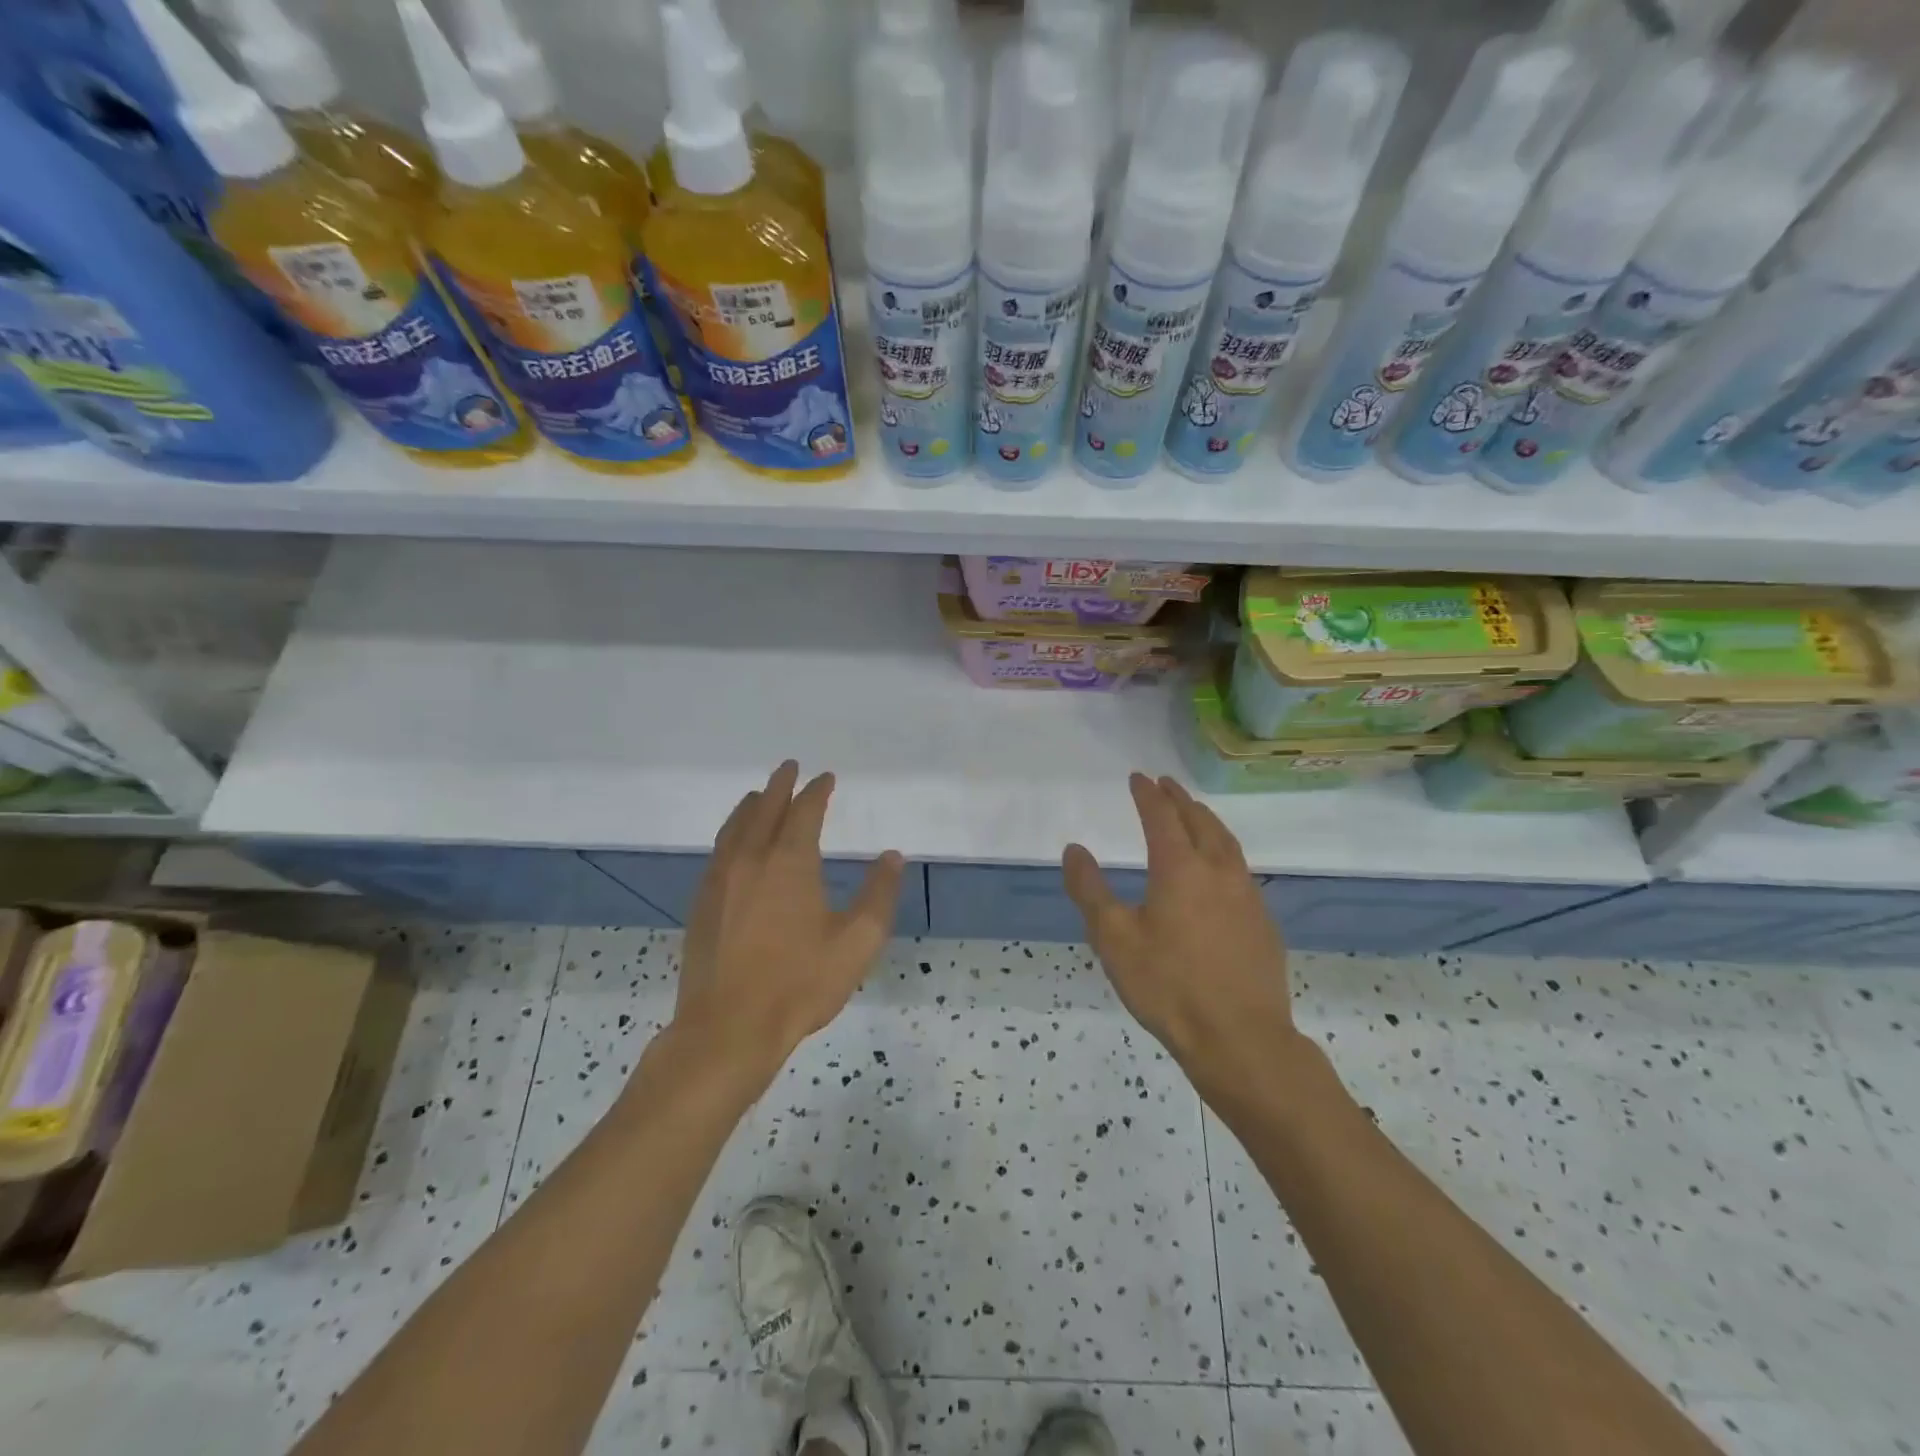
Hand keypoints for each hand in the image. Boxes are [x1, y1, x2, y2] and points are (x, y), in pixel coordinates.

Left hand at [668, 761, 903, 1090]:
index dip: (817, 791)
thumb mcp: (857, 942)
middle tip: (789, 768)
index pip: (804, 811)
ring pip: (734, 828)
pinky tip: (734, 845)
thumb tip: (892, 857)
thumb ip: (879, 895)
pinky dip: (731, 833)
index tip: (826, 778)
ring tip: (758, 795)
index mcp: (790, 862)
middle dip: (780, 785)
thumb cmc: (800, 984)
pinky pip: (718, 852)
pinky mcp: (701, 904)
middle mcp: (750, 860)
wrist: (728, 1029)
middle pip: (764, 810)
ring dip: (750, 806)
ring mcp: (720, 881)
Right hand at [1063, 774, 1299, 1091]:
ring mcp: (1247, 896)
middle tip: (1166, 785)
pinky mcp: (1263, 922)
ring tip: (1195, 814)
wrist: (1240, 1038)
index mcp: (1180, 868)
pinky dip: (1224, 852)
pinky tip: (1221, 870)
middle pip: (1199, 822)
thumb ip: (1090, 890)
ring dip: (1206, 821)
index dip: (1148, 795)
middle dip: (1179, 800)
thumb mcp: (1113, 939)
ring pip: (1226, 842)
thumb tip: (1074, 850)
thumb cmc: (1168, 986)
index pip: (1162, 817)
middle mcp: (1218, 871)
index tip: (1138, 778)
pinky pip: (1241, 870)